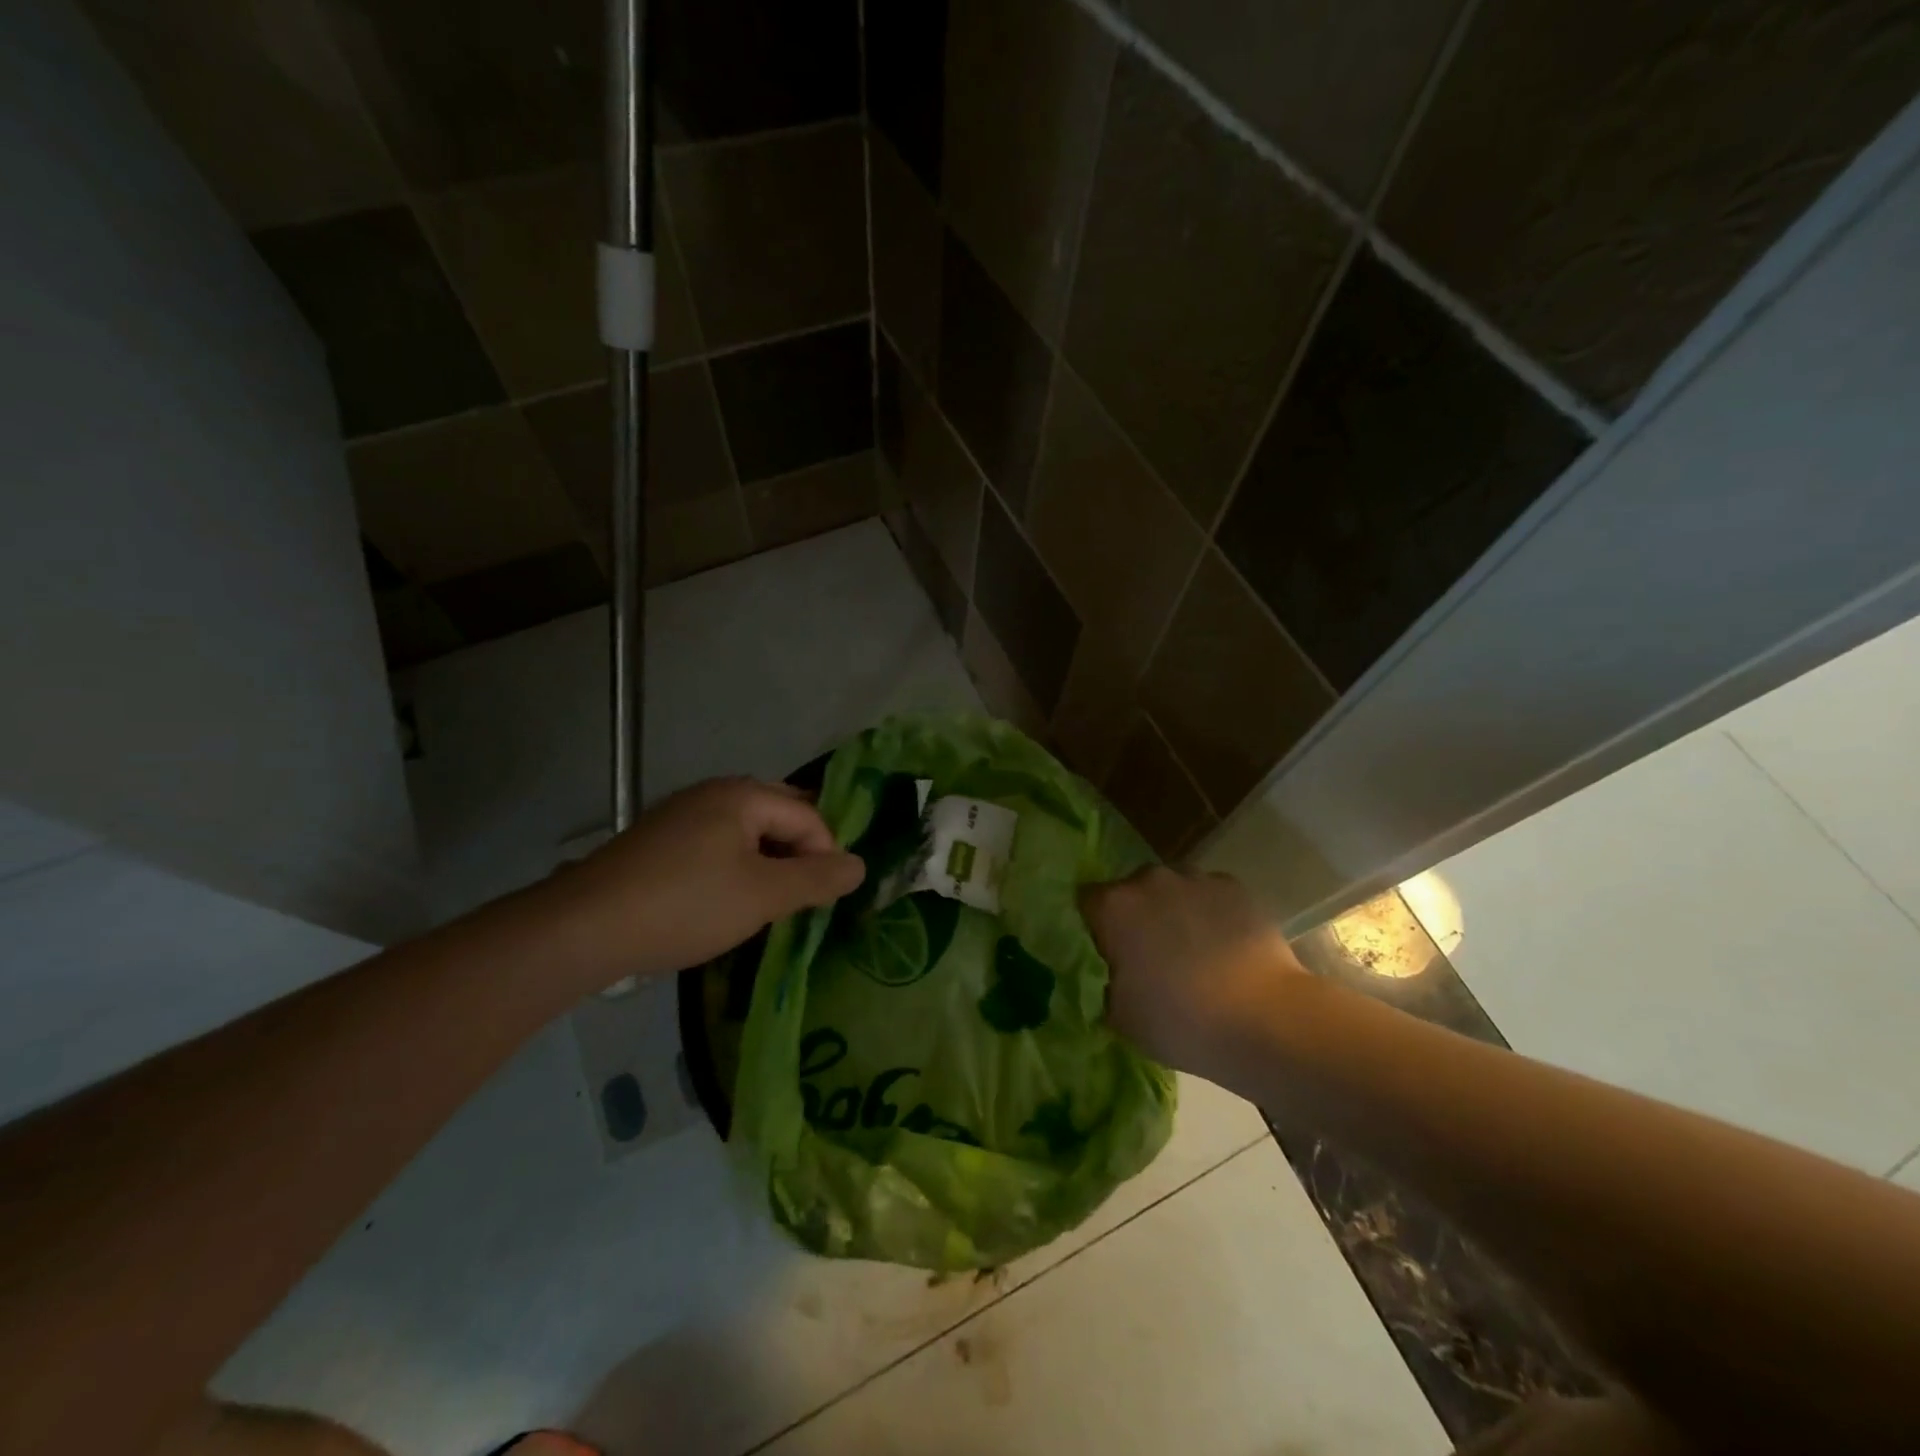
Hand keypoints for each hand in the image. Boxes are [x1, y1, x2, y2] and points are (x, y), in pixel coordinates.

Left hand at [545, 777, 864, 990]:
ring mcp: (681, 815)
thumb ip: (817, 879)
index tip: (822, 901)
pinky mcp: (658, 842)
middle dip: (797, 856)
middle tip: (801, 899)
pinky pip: (716, 846)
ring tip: (766, 905)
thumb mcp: (763, 895)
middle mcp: (713, 793)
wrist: (584, 928)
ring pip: (746, 834)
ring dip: (767, 865)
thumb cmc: (686, 904)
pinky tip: (724, 903)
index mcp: (743, 794)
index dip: (825, 856)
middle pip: (779, 816)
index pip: (809, 816)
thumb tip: (860, 866)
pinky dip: (734, 870)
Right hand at [1081, 867, 1303, 1076]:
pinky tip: (1224, 947)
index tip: (1106, 953)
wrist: (1264, 1019)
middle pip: (1131, 891)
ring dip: (1174, 911)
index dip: (1095, 926)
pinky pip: (1210, 895)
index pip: (1087, 902)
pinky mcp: (1234, 887)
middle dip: (1136, 916)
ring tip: (1192, 951)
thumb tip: (1106, 976)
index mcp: (1113, 907)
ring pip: (1172, 890)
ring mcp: (1195, 879)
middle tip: (1149, 955)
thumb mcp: (1119, 1016)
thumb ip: (1103, 985)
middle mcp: (1149, 880)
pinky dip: (1211, 914)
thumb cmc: (1179, 1021)